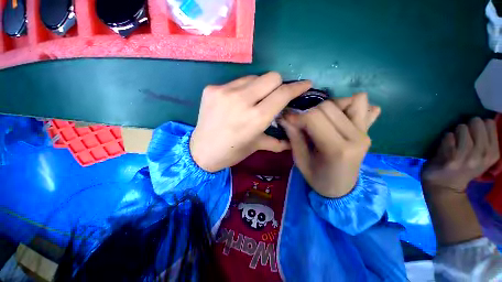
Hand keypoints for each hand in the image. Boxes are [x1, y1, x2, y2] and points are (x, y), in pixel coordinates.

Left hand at [190, 72, 311, 171]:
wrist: (200, 151)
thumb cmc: (232, 152)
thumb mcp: (256, 146)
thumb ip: (277, 140)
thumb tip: (292, 140)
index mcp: (256, 118)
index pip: (282, 93)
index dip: (297, 87)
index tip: (305, 85)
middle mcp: (241, 100)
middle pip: (271, 76)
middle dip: (278, 85)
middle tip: (275, 96)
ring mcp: (224, 91)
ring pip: (254, 77)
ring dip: (259, 87)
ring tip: (253, 100)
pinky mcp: (212, 88)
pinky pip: (236, 82)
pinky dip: (242, 89)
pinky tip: (236, 102)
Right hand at [280, 93, 380, 197]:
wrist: (342, 188)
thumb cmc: (318, 178)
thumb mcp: (300, 160)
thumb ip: (293, 136)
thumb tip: (284, 116)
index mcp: (336, 149)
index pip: (314, 118)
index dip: (297, 116)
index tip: (287, 119)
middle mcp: (355, 137)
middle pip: (328, 107)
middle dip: (309, 111)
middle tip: (302, 122)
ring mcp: (364, 131)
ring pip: (345, 101)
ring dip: (327, 106)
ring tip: (320, 119)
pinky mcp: (367, 129)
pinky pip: (361, 104)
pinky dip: (347, 104)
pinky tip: (337, 115)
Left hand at [422, 117, 499, 192]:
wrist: (445, 187)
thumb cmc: (464, 169)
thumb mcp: (482, 157)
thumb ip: (485, 140)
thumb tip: (483, 119)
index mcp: (494, 153)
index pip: (489, 122)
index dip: (479, 125)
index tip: (474, 134)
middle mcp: (483, 154)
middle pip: (476, 122)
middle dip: (467, 127)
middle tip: (462, 138)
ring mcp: (467, 156)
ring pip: (461, 127)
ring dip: (455, 133)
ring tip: (454, 144)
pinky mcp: (451, 157)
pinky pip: (448, 136)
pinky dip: (445, 139)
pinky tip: (445, 149)